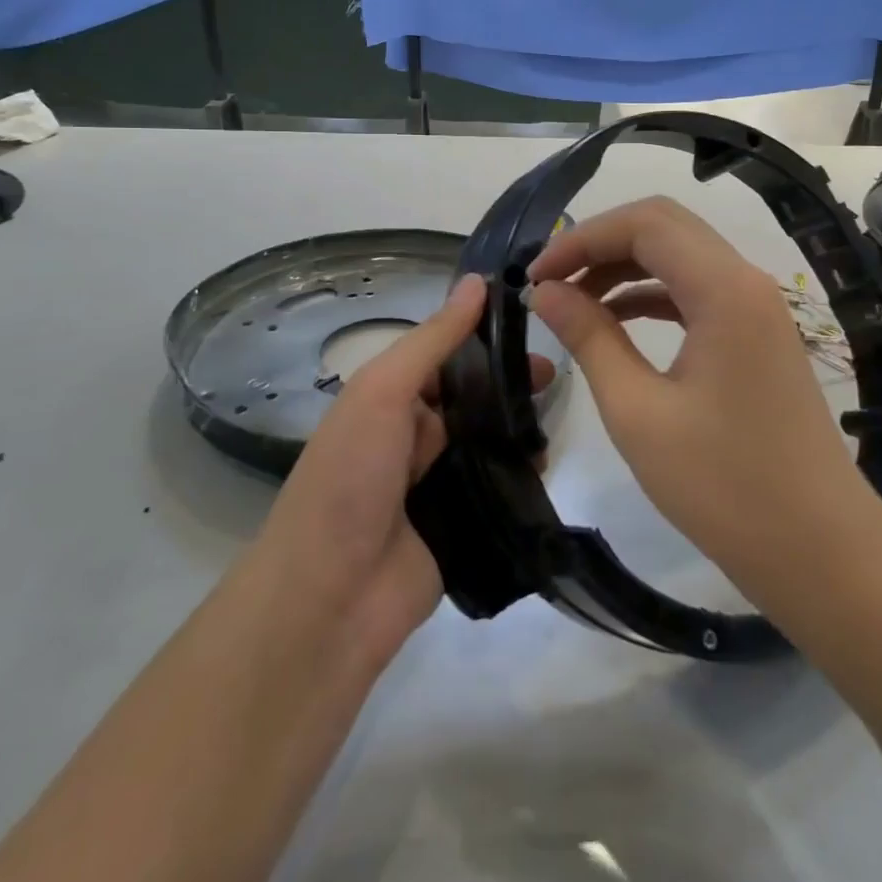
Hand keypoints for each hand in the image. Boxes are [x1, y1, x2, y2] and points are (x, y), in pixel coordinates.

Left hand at [246, 275, 549, 669]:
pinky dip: (521, 475)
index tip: (531, 320)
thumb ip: (433, 340)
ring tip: (550, 422)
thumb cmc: (349, 477)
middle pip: (473, 396)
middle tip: (552, 378)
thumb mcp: (383, 392)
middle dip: (510, 382)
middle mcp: (415, 434)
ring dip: (520, 428)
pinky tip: (545, 465)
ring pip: (490, 440)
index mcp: (390, 397)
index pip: (446, 353)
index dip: (484, 334)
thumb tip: (476, 282)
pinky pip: (498, 488)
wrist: (330, 599)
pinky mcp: (463, 524)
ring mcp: (439, 481)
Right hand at [527, 197, 881, 612]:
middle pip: (664, 227)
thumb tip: (545, 292)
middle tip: (551, 280)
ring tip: (572, 300)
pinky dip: (650, 293)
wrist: (821, 553)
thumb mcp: (638, 412)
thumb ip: (589, 338)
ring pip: (679, 255)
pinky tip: (614, 320)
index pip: (643, 225)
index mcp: (723, 289)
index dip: (582, 238)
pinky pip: (695, 290)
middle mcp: (745, 281)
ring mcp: (756, 307)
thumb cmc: (724, 487)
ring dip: (623, 266)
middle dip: (600, 243)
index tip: (536, 276)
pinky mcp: (756, 334)